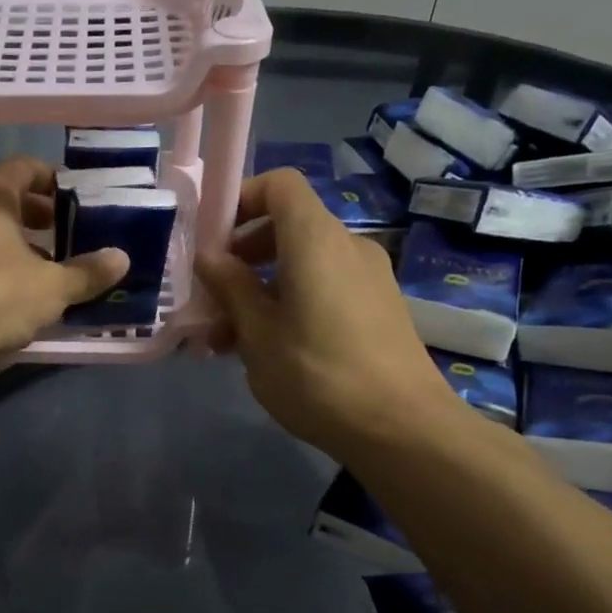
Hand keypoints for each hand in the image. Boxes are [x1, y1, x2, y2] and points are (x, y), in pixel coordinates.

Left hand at [0, 156, 127, 359]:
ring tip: (49, 265)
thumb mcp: (52, 286)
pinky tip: (20, 289)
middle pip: (6, 199)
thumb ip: (87, 272)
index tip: (77, 199)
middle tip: (67, 232)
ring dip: (20, 242)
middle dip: (39, 214)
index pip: (25, 168)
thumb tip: (121, 259)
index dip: (54, 180)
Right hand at [196, 168, 464, 457]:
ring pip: (303, 265)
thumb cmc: (318, 375)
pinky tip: (270, 350)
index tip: (212, 242)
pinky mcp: (378, 308)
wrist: (402, 427)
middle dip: (243, 258)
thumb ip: (231, 288)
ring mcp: (369, 277)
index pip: (279, 185)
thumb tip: (209, 256)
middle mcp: (347, 246)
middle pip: (288, 227)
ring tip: (229, 340)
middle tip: (212, 301)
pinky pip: (325, 288)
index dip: (241, 200)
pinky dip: (292, 304)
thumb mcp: (258, 335)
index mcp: (315, 239)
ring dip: (262, 290)